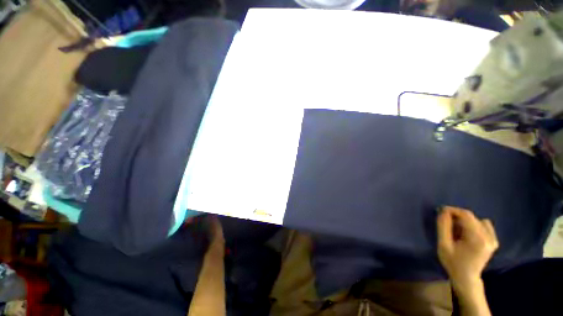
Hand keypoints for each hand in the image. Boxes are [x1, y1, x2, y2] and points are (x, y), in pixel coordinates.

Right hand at [437, 207, 498, 292]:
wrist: (466, 278)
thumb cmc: (452, 262)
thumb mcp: (443, 245)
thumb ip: (443, 227)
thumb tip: (443, 211)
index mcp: (478, 239)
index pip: (466, 215)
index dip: (452, 210)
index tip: (440, 210)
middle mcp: (489, 237)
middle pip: (471, 217)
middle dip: (457, 216)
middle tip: (445, 222)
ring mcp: (493, 239)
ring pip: (477, 220)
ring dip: (465, 221)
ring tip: (456, 229)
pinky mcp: (494, 240)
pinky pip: (484, 225)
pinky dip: (473, 225)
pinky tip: (467, 233)